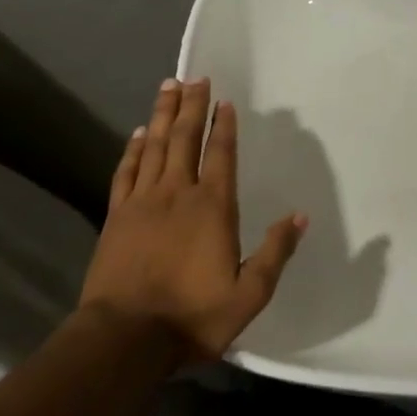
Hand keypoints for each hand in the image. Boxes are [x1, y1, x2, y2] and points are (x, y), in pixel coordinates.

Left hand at [79, 77, 305, 361]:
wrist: (126, 338)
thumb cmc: (193, 317)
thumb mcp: (249, 294)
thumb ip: (275, 253)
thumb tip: (300, 216)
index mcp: (213, 208)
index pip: (220, 155)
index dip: (223, 126)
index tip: (224, 100)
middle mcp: (178, 194)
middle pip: (185, 139)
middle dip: (191, 106)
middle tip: (195, 77)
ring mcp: (143, 202)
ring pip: (154, 147)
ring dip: (162, 115)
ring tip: (168, 87)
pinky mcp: (117, 216)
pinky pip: (126, 172)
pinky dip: (132, 150)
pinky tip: (137, 134)